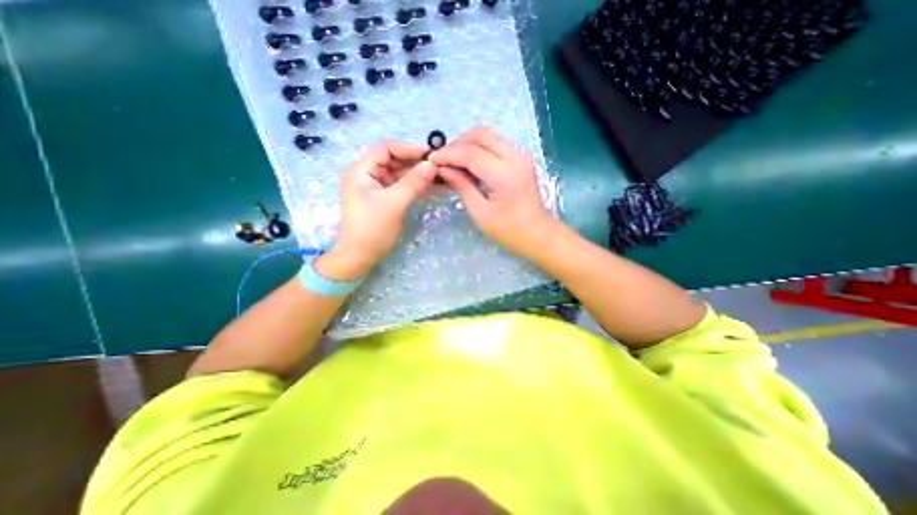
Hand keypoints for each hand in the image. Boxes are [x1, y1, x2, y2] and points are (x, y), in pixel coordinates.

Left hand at [320, 139, 435, 279]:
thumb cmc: (372, 229)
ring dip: (417, 174)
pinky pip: (399, 186)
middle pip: (393, 160)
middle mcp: (366, 174)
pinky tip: (430, 187)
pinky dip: (413, 186)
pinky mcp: (382, 198)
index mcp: (361, 170)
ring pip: (398, 173)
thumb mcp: (394, 203)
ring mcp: (375, 187)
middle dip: (415, 162)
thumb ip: (413, 182)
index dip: (408, 148)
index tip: (430, 155)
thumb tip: (432, 164)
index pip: (386, 148)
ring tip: (438, 177)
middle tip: (438, 167)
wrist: (359, 257)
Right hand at [431, 127, 558, 258]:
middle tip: (442, 161)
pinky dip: (478, 149)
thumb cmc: (508, 230)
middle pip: (480, 135)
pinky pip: (494, 144)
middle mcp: (516, 156)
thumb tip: (443, 169)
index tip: (432, 161)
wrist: (538, 233)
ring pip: (487, 136)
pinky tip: (468, 164)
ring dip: (467, 144)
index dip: (448, 154)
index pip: (471, 153)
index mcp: (505, 174)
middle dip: (457, 144)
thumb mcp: (480, 213)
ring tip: (452, 162)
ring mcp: (520, 154)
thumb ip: (462, 186)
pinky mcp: (520, 157)